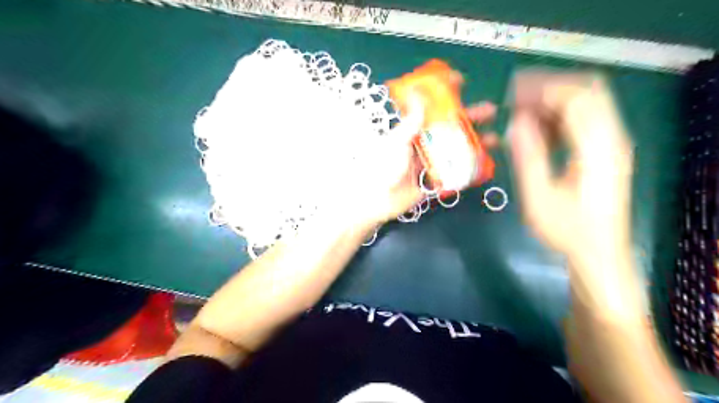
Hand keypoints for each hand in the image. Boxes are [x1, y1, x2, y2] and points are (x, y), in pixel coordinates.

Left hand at [354, 99, 500, 225]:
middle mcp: (426, 144)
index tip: (460, 83)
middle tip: (488, 111)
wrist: (381, 199)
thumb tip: (418, 96)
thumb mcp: (396, 142)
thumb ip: (409, 123)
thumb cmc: (384, 168)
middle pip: (451, 128)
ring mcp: (433, 162)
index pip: (432, 110)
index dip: (446, 96)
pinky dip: (471, 167)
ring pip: (457, 149)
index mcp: (414, 131)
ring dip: (475, 143)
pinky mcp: (438, 179)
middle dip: (470, 119)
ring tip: (493, 139)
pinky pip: (457, 171)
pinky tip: (484, 163)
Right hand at [511, 72, 632, 302]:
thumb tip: (515, 122)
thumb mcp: (538, 196)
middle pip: (587, 91)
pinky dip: (559, 117)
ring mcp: (611, 143)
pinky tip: (537, 130)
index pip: (574, 98)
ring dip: (552, 102)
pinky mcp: (605, 152)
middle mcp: (611, 137)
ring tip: (520, 112)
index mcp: (596, 147)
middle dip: (548, 87)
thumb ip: (527, 156)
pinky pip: (584, 120)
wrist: (598, 253)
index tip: (510, 93)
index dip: (541, 89)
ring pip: (586, 103)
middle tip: (515, 97)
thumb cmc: (566, 229)